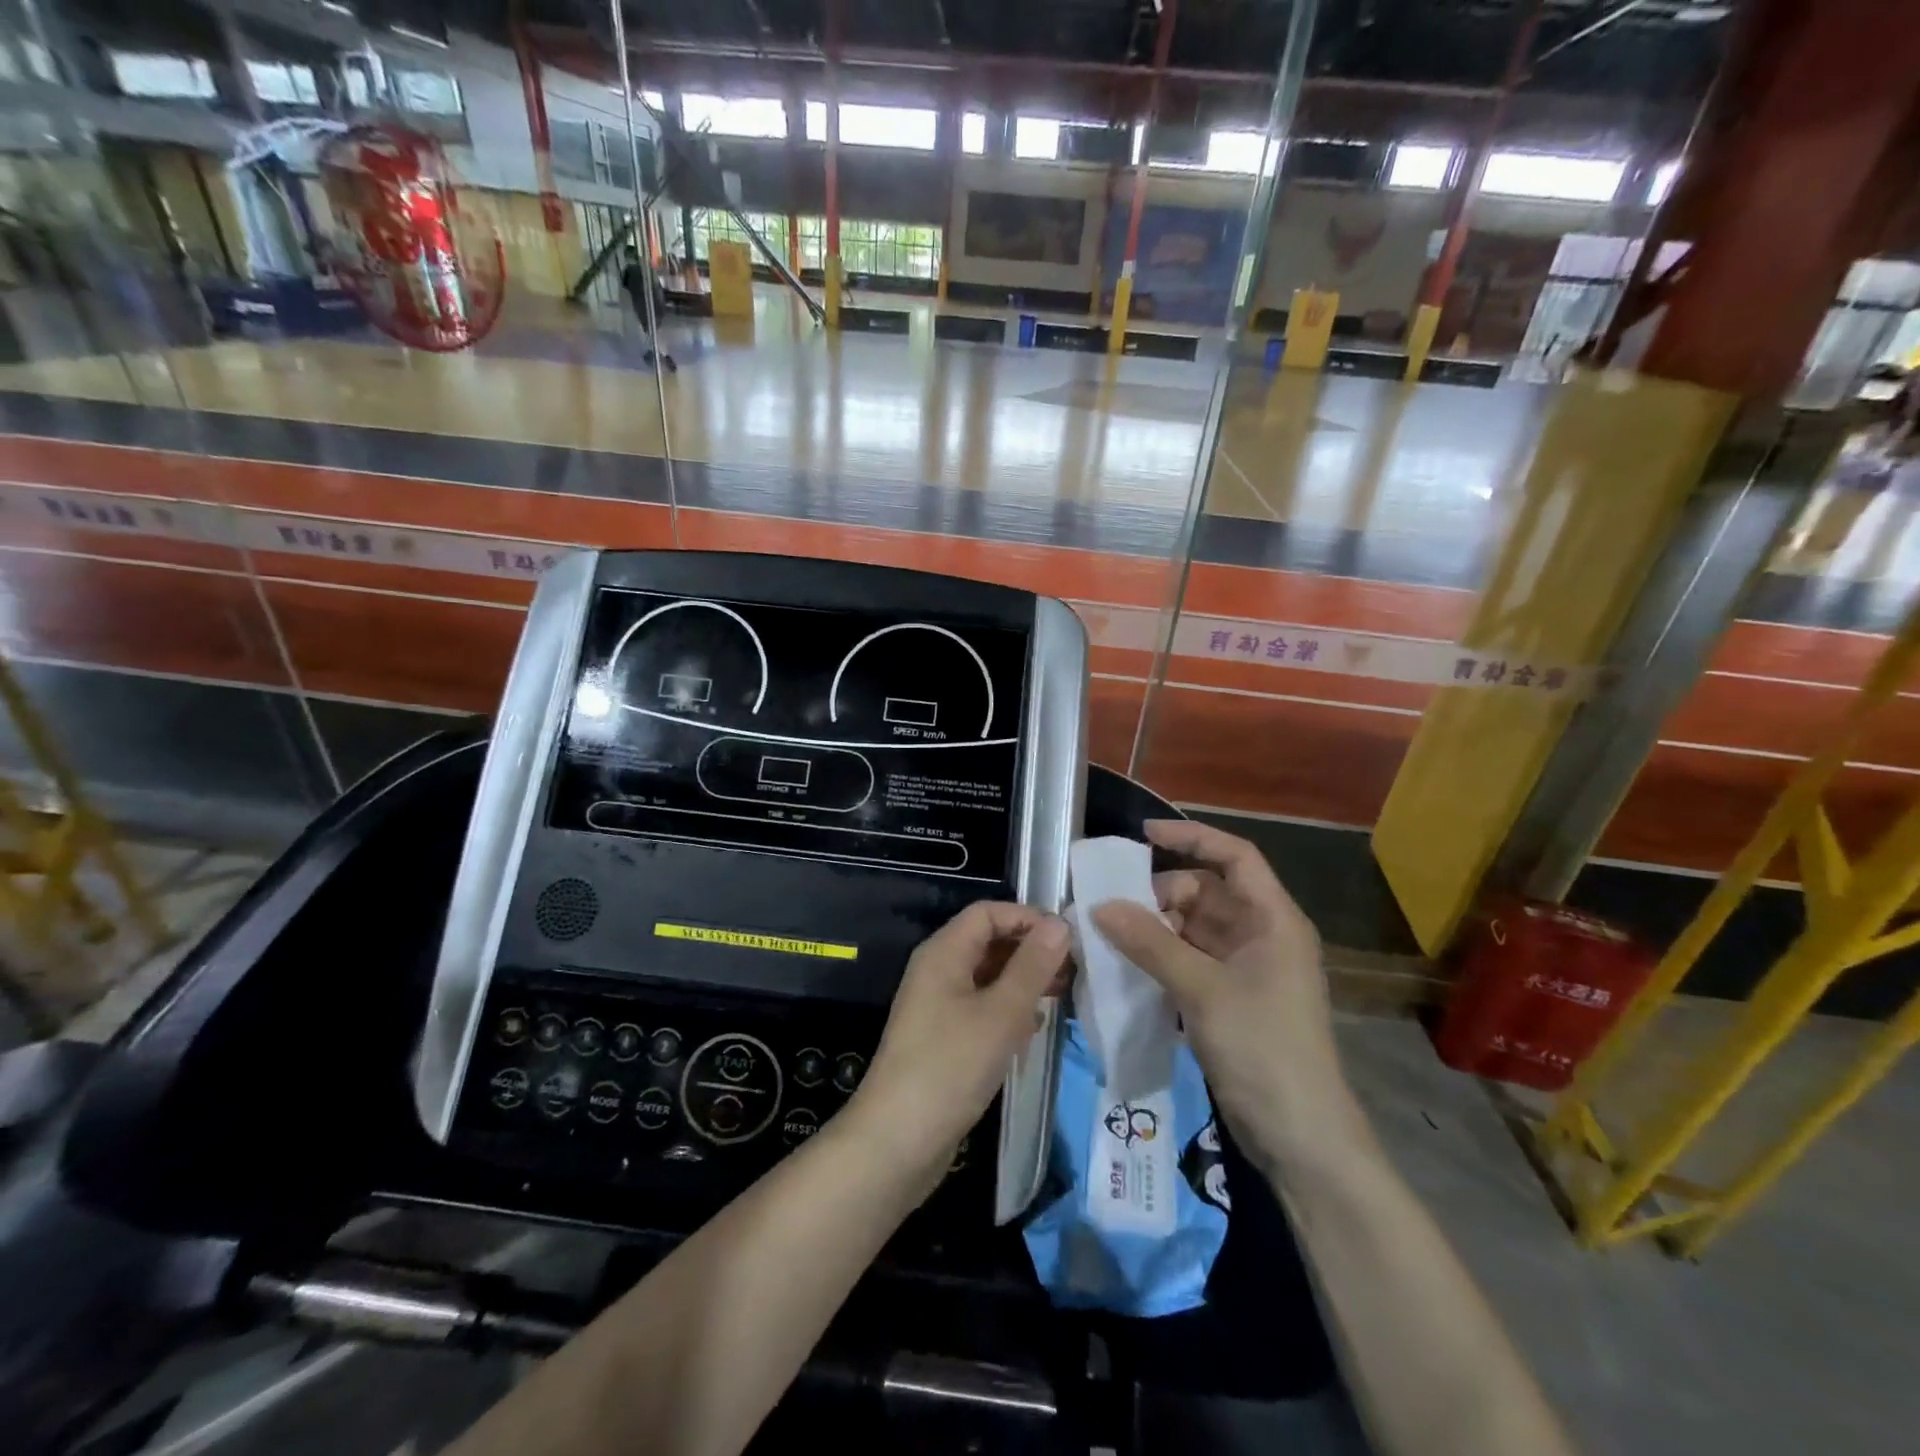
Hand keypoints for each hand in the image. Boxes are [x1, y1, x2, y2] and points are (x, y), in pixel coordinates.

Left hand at [847, 903, 1069, 1184]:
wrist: (897, 1141)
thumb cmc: (950, 1066)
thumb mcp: (1000, 1013)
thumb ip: (1032, 966)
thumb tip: (1060, 923)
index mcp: (943, 952)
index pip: (988, 913)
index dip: (1027, 917)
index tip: (1068, 938)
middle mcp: (937, 970)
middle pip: (988, 942)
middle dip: (1030, 950)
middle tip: (1075, 970)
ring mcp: (938, 1005)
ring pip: (987, 976)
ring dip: (1023, 981)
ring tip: (1063, 995)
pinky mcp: (943, 1038)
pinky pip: (981, 1007)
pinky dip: (1008, 1009)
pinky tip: (1033, 1028)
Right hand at [1091, 820, 1353, 1164]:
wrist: (1300, 1137)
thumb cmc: (1264, 1048)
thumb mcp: (1203, 990)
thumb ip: (1151, 944)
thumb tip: (1100, 906)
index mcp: (1273, 920)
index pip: (1235, 857)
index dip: (1191, 838)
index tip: (1142, 836)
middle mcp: (1261, 936)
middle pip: (1207, 892)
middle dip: (1161, 893)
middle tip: (1113, 906)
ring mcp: (1246, 969)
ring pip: (1194, 928)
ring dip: (1155, 928)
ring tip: (1110, 934)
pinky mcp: (1230, 999)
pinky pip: (1189, 960)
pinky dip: (1160, 957)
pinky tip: (1127, 965)